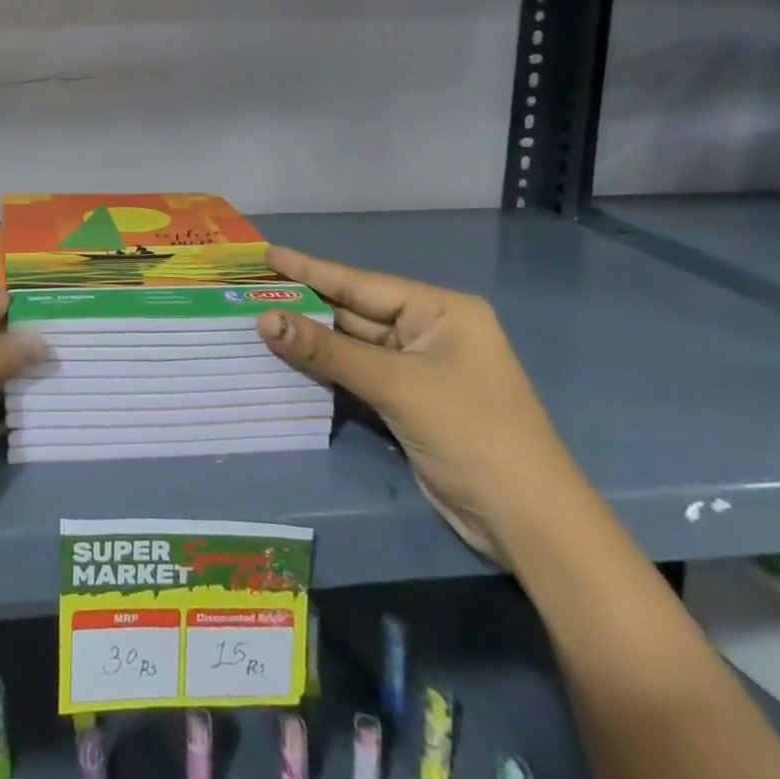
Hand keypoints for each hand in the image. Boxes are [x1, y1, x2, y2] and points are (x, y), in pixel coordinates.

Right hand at [254, 246, 578, 561]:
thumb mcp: (397, 385)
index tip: (267, 254)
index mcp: (441, 311)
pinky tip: (288, 359)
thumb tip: (264, 320)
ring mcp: (419, 369)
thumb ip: (328, 351)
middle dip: (305, 305)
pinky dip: (325, 369)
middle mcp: (429, 331)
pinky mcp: (409, 402)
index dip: (311, 269)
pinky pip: (357, 374)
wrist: (527, 523)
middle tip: (252, 290)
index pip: (362, 282)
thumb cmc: (472, 433)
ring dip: (310, 339)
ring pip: (353, 345)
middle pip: (354, 312)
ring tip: (257, 320)